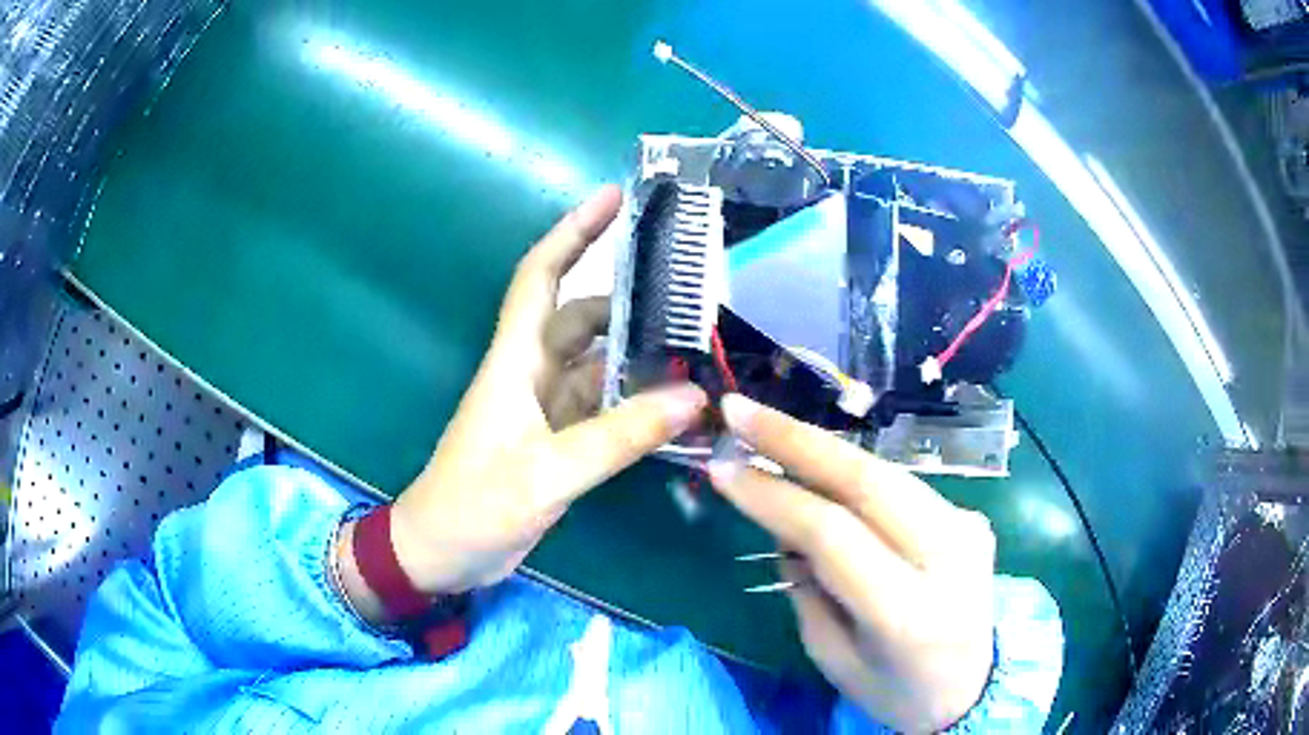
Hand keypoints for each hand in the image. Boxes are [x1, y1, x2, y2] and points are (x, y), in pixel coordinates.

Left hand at [338, 186, 706, 622]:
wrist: (441, 554)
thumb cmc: (473, 506)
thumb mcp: (545, 473)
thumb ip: (617, 437)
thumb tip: (692, 397)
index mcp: (515, 363)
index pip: (541, 278)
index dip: (573, 233)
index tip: (613, 197)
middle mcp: (532, 375)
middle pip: (582, 318)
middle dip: (629, 299)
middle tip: (691, 295)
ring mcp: (547, 412)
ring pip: (598, 365)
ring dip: (639, 356)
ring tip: (697, 351)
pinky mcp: (558, 445)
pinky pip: (605, 409)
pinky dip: (637, 404)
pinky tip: (675, 409)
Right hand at [709, 395, 995, 732]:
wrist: (973, 688)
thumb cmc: (895, 691)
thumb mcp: (834, 658)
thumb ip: (807, 589)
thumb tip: (784, 525)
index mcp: (910, 612)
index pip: (834, 534)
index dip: (774, 495)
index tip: (722, 468)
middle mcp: (948, 558)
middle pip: (869, 481)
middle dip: (797, 440)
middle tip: (741, 411)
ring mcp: (968, 528)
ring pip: (886, 472)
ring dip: (823, 448)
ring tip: (767, 429)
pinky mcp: (972, 516)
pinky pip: (902, 486)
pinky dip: (853, 473)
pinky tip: (819, 468)